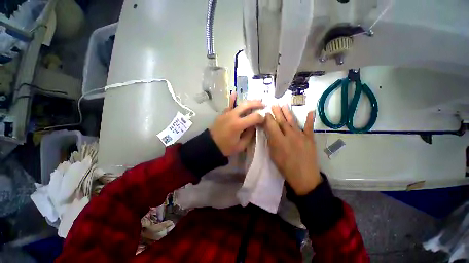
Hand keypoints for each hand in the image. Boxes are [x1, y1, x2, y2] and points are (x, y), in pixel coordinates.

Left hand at [209, 92, 264, 156]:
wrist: (210, 145)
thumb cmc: (226, 147)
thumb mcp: (241, 145)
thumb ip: (249, 135)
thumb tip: (254, 126)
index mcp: (238, 125)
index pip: (254, 117)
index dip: (261, 117)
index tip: (264, 119)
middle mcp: (233, 116)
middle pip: (247, 105)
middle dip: (257, 103)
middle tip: (264, 104)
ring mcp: (227, 113)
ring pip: (239, 103)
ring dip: (249, 101)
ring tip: (256, 101)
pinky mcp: (223, 113)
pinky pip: (229, 105)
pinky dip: (233, 99)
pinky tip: (234, 93)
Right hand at [263, 105, 321, 194]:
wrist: (304, 177)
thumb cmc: (285, 167)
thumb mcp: (273, 155)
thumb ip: (271, 141)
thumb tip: (269, 131)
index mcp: (278, 140)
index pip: (271, 125)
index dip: (268, 118)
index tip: (266, 113)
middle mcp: (289, 135)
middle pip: (281, 121)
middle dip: (276, 112)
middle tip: (273, 104)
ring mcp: (301, 136)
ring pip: (292, 121)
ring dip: (287, 112)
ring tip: (283, 105)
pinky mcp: (310, 138)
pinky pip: (309, 127)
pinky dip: (310, 119)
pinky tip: (310, 111)